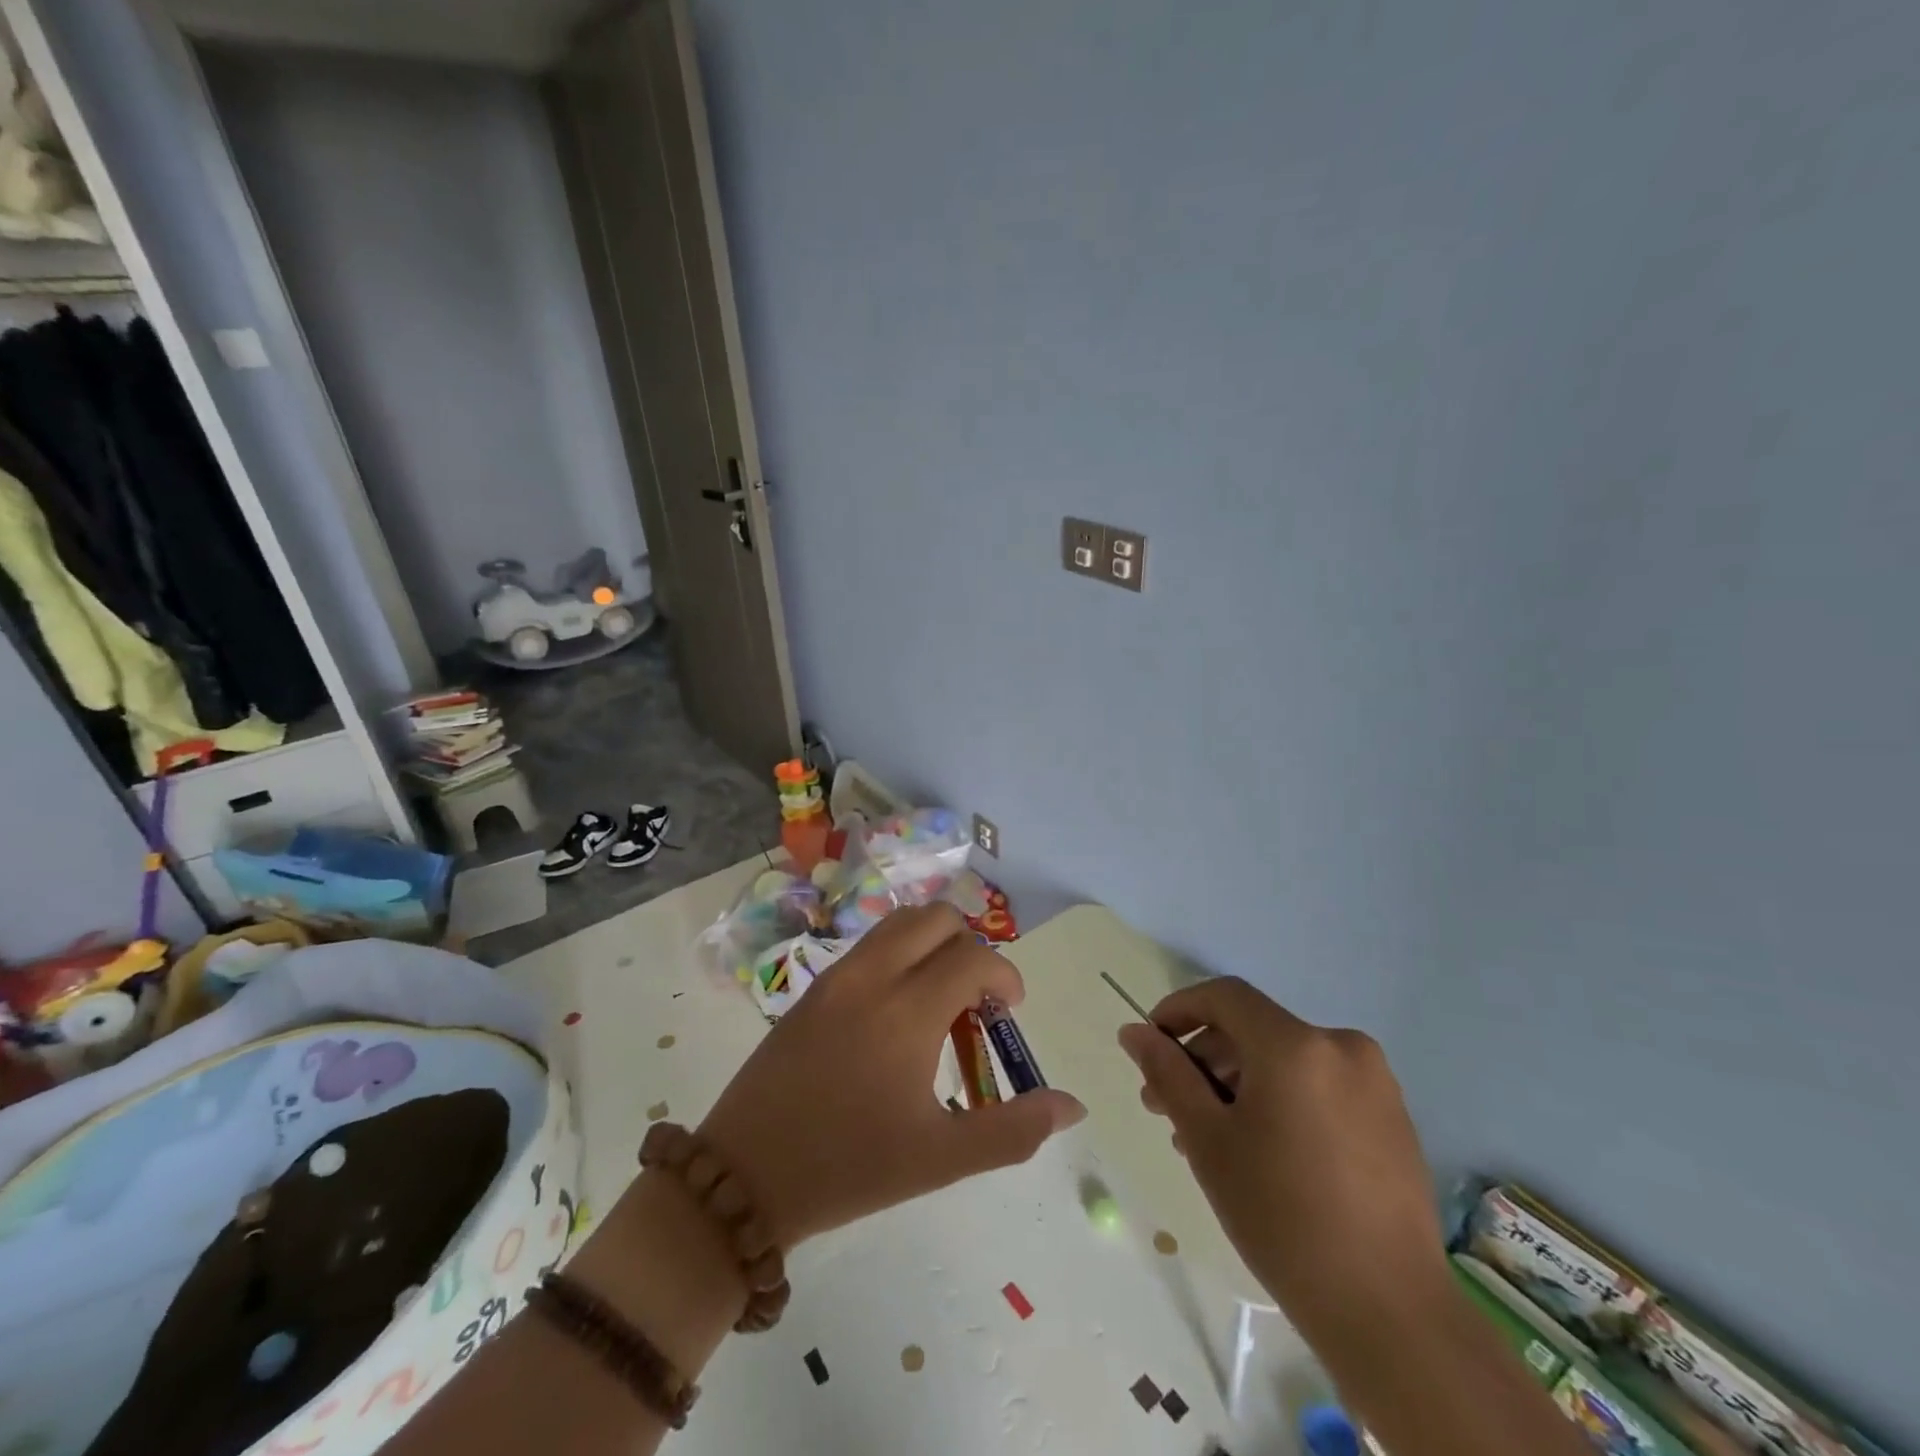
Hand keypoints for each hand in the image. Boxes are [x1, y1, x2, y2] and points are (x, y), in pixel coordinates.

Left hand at [699, 904, 1085, 1248]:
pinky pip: (870, 945)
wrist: (743, 1177)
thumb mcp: (939, 1159)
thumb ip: (1012, 1129)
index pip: (974, 957)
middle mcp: (872, 975)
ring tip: (938, 999)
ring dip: (932, 944)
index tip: (1009, 1013)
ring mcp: (837, 976)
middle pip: (937, 918)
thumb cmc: (848, 1168)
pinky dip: (899, 954)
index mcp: (907, 1010)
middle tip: (975, 1000)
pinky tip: (896, 1010)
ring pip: (899, 923)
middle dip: (970, 946)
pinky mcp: (813, 987)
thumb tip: (1072, 1106)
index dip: (1005, 977)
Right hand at [1118, 978, 1447, 1336]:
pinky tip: (1260, 1147)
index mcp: (1296, 1045)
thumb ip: (1168, 1074)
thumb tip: (1134, 1032)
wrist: (1391, 1315)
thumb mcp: (1208, 1140)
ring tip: (1210, 1136)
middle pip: (1253, 1029)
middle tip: (1167, 1107)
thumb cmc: (1282, 1217)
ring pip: (1285, 1058)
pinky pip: (1318, 1084)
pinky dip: (1280, 1097)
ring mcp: (1374, 1082)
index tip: (1151, 1045)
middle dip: (1204, 1059)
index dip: (1179, 1009)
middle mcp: (1341, 1045)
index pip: (1224, 996)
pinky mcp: (1392, 1116)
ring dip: (1238, 1082)